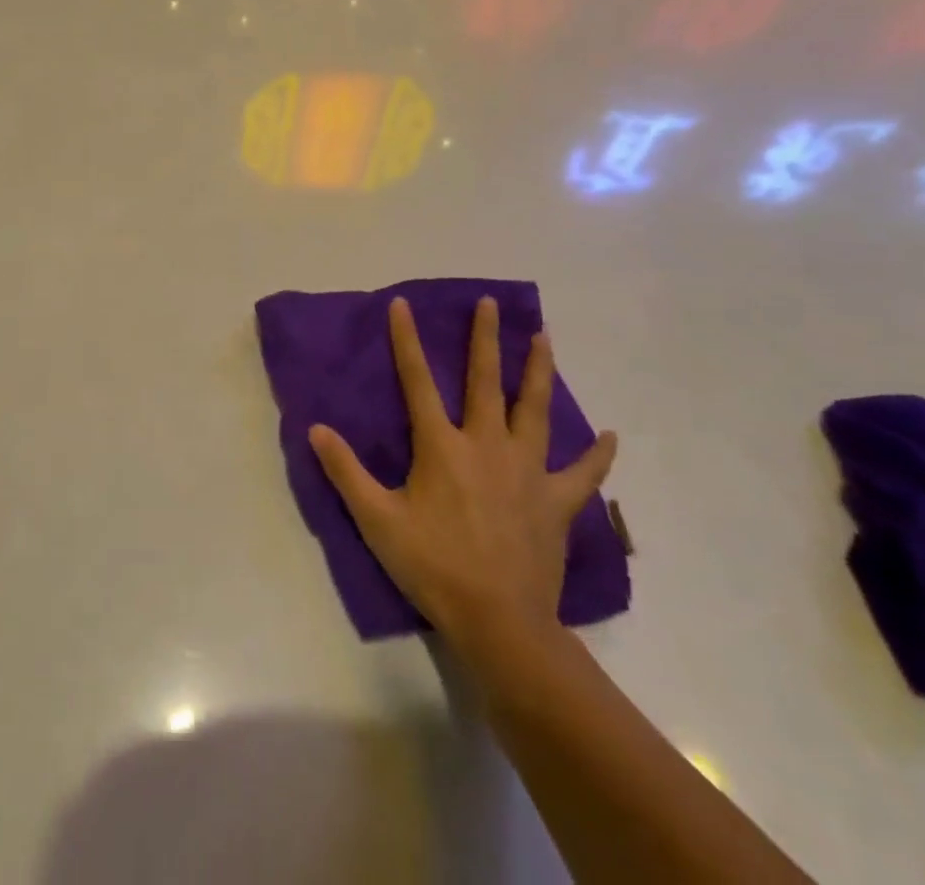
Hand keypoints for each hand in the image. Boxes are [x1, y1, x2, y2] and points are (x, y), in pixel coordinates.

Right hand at [309, 297, 615, 653]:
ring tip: (544, 337)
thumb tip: (315, 429)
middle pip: (485, 381)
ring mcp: (527, 471)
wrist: (499, 622)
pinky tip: (609, 436)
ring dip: (538, 371)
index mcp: (442, 447)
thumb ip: (345, 472)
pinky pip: (582, 474)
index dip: (406, 341)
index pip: (417, 381)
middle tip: (491, 303)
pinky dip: (596, 456)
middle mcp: (487, 445)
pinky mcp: (556, 502)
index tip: (402, 304)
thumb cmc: (432, 567)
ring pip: (533, 410)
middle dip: (485, 338)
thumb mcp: (376, 520)